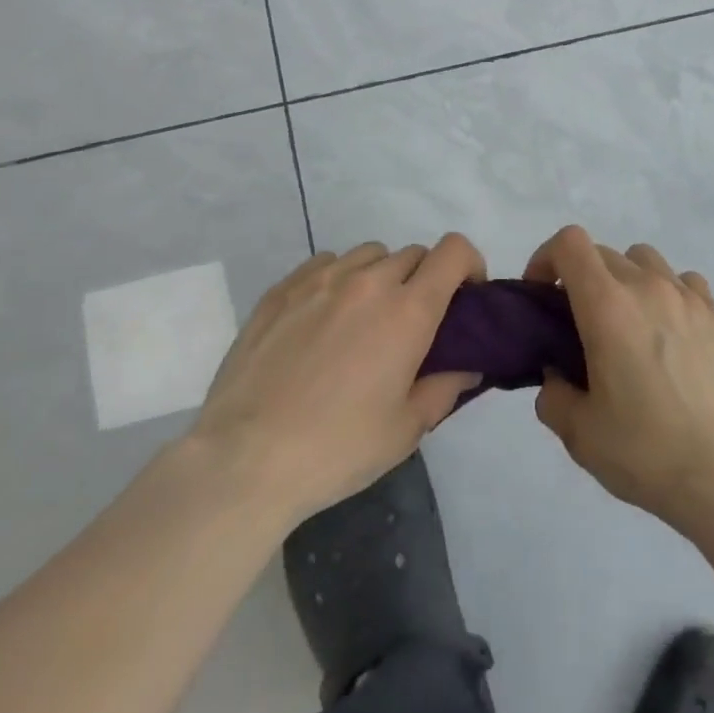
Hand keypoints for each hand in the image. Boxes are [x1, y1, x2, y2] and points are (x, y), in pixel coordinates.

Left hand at [188, 236, 485, 528]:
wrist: (244, 461)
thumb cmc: (337, 448)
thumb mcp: (406, 430)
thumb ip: (445, 388)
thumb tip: (467, 365)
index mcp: (408, 311)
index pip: (453, 251)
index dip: (469, 264)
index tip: (466, 296)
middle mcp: (368, 282)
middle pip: (413, 253)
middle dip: (425, 279)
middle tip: (412, 323)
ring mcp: (320, 280)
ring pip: (369, 254)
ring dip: (381, 275)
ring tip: (365, 318)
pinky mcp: (281, 289)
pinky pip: (325, 262)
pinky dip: (338, 277)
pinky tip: (324, 316)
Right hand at [528, 225, 713, 531]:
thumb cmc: (645, 451)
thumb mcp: (579, 434)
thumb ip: (553, 395)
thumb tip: (556, 377)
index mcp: (607, 306)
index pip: (570, 243)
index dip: (546, 258)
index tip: (542, 294)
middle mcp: (648, 286)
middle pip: (604, 253)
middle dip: (582, 278)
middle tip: (580, 324)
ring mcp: (689, 297)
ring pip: (646, 260)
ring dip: (626, 280)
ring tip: (629, 324)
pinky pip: (685, 283)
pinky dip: (668, 294)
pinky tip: (671, 333)